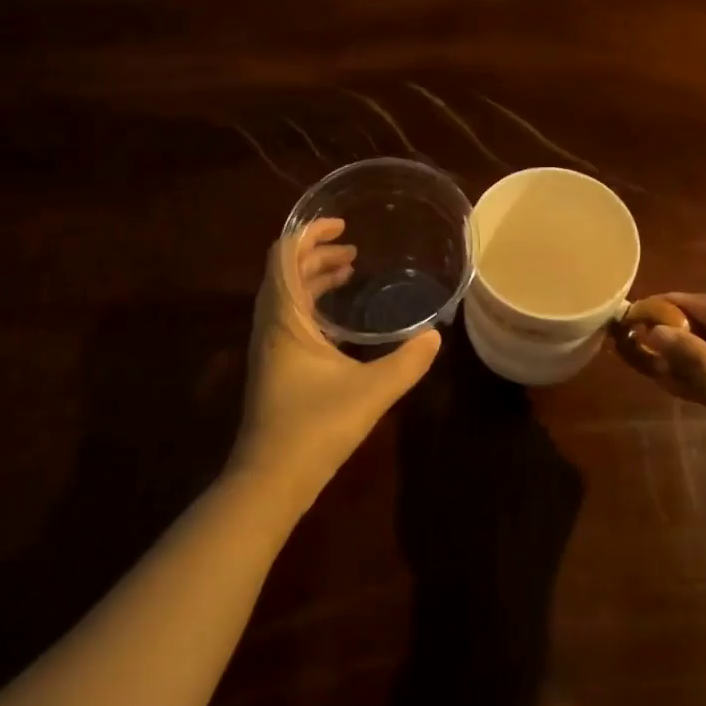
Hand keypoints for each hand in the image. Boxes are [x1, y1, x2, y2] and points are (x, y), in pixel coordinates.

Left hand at [230, 218, 441, 511]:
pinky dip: (311, 304)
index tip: (341, 225)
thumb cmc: (315, 428)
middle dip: (316, 254)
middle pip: (285, 271)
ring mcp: (268, 347)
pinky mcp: (274, 367)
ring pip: (286, 295)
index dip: (309, 234)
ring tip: (348, 273)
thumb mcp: (371, 392)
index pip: (284, 255)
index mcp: (284, 318)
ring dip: (313, 278)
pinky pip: (289, 317)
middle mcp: (270, 325)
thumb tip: (436, 335)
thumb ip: (407, 362)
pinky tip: (339, 321)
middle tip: (353, 250)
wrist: (269, 480)